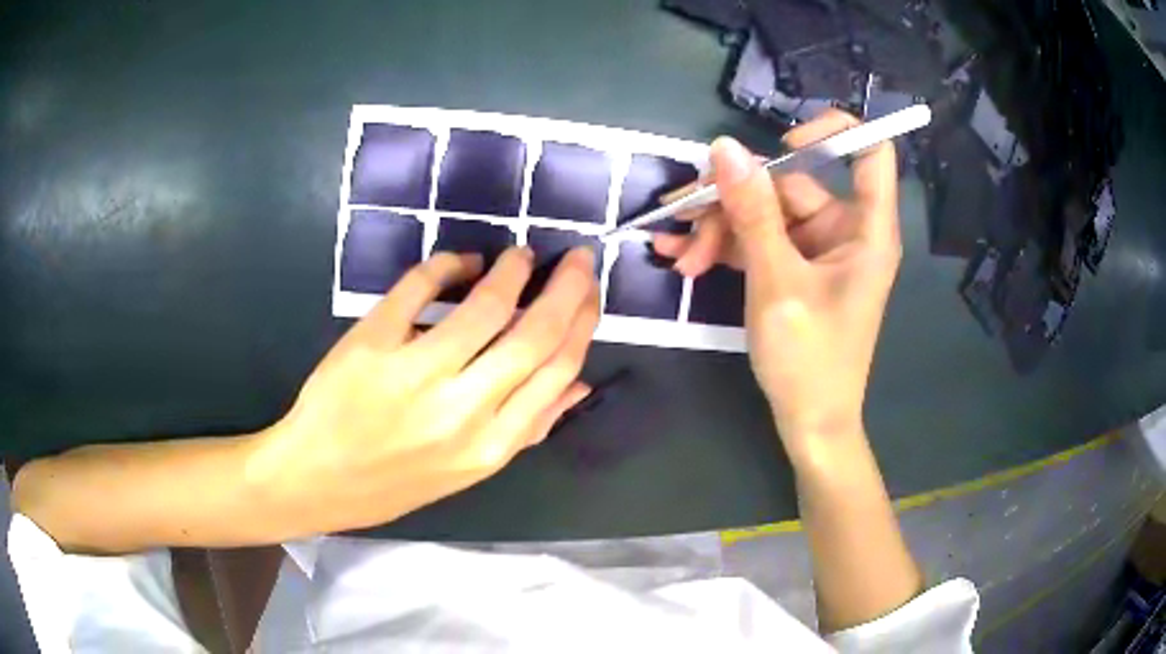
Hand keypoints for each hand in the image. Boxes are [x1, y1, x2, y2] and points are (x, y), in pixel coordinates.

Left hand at [248, 247, 599, 532]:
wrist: (315, 480)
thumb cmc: (391, 483)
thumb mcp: (467, 472)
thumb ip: (525, 429)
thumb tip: (578, 386)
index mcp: (489, 447)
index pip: (556, 370)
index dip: (582, 322)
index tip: (589, 292)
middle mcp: (460, 412)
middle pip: (533, 335)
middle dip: (566, 287)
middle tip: (576, 258)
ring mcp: (413, 376)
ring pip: (485, 307)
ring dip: (511, 270)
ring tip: (519, 257)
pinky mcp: (371, 344)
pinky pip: (420, 287)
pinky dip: (448, 265)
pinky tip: (462, 263)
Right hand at [653, 111, 900, 456]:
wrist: (809, 424)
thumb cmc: (810, 361)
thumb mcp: (777, 283)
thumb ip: (753, 213)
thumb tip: (725, 149)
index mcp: (866, 229)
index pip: (871, 152)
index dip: (833, 132)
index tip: (784, 141)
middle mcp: (844, 230)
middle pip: (791, 184)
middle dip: (734, 201)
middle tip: (683, 220)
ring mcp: (817, 249)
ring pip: (765, 213)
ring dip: (719, 228)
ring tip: (678, 255)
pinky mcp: (794, 268)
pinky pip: (758, 240)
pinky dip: (724, 246)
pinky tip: (683, 257)